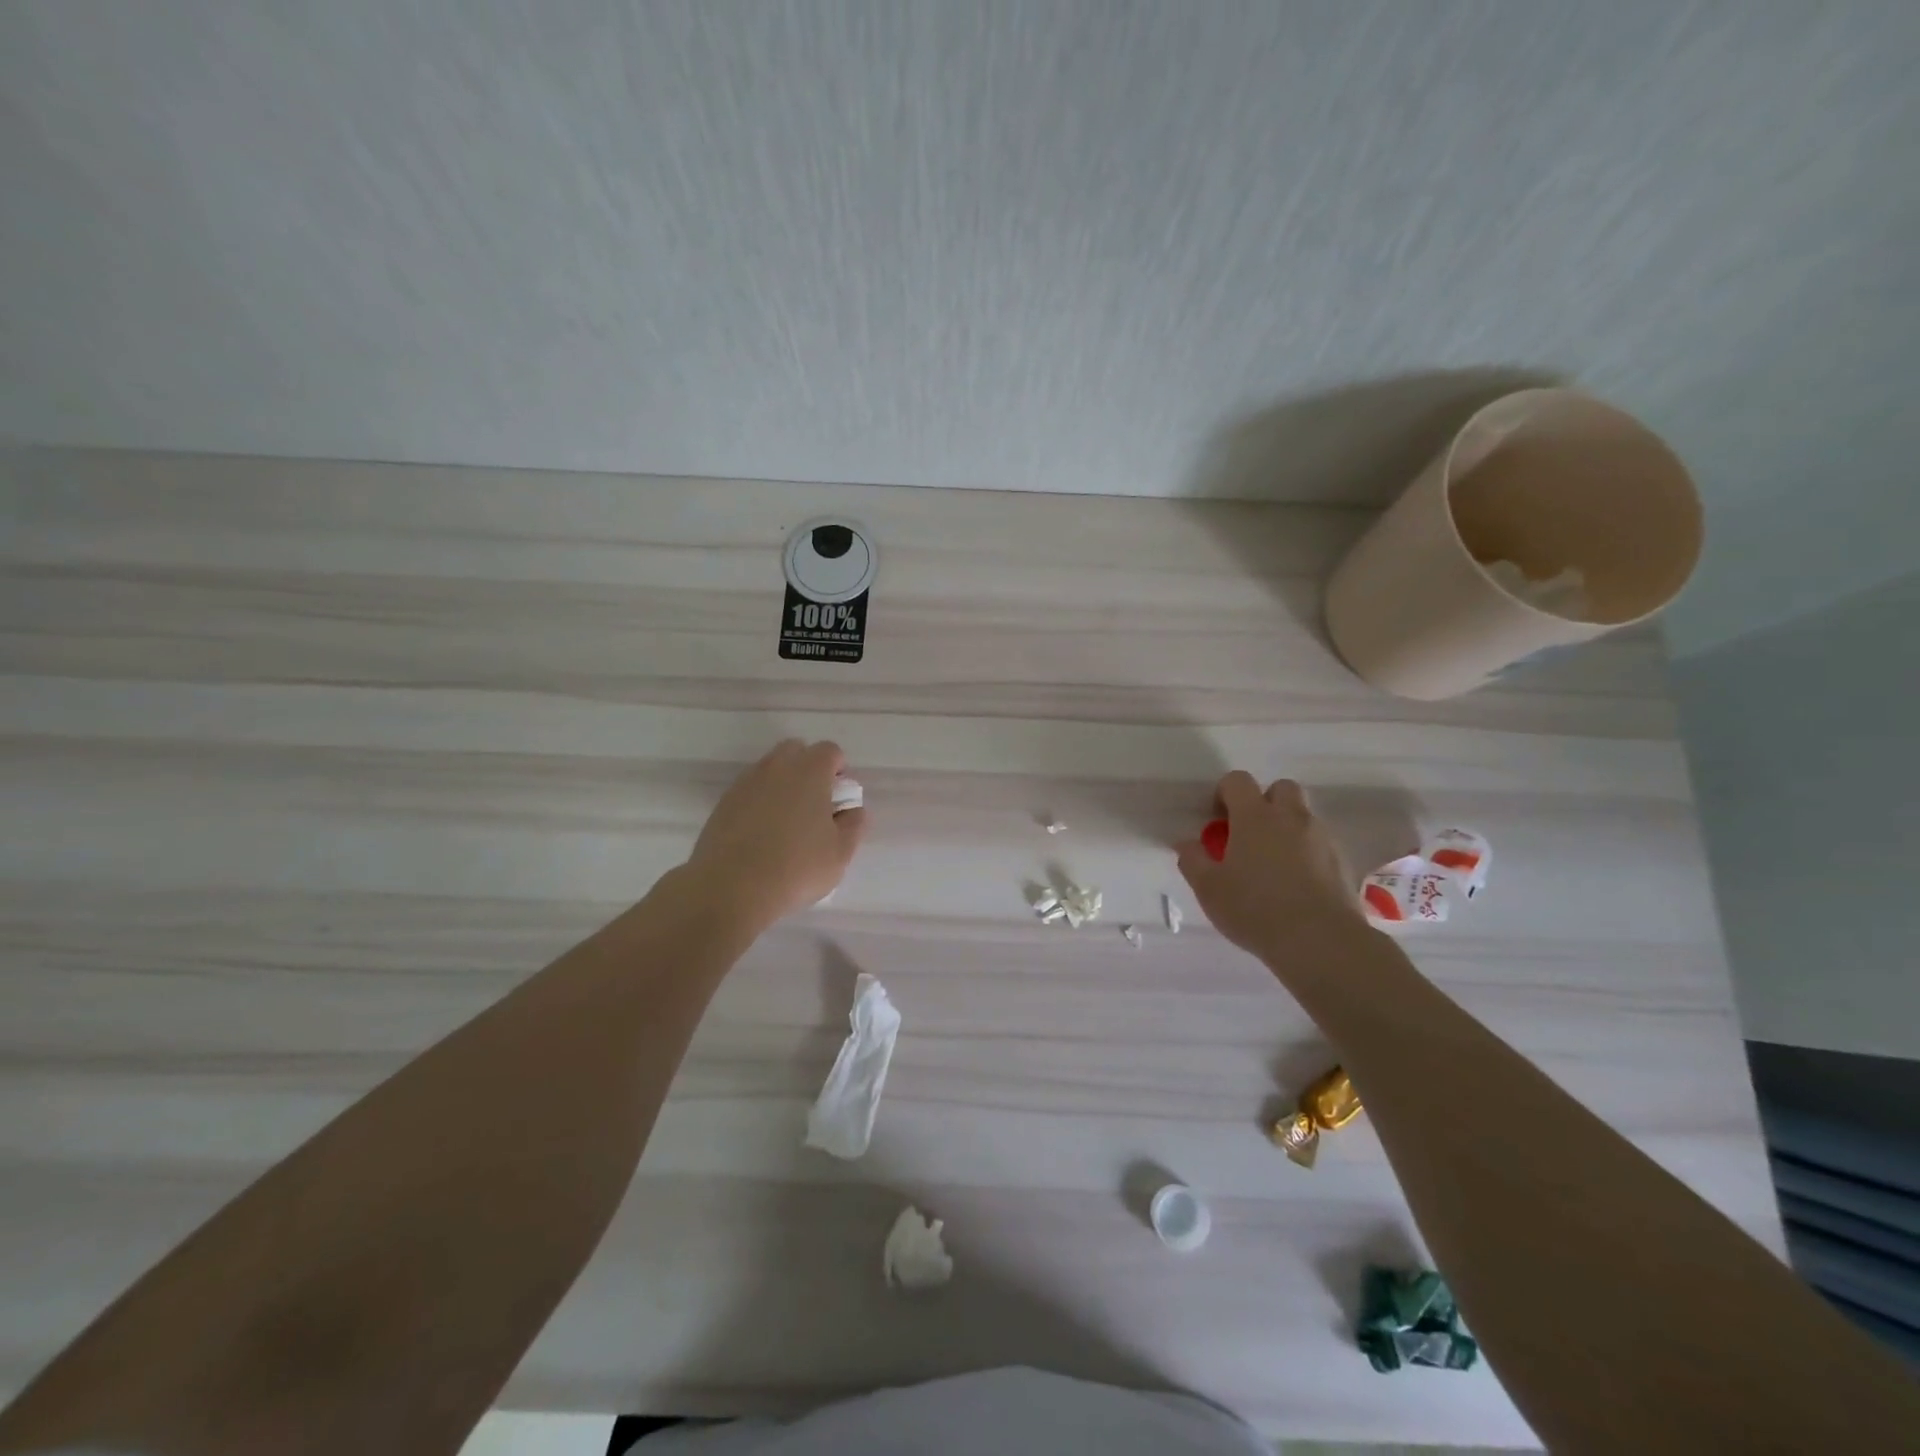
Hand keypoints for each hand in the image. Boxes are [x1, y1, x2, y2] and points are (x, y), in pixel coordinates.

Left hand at [683, 740, 866, 928]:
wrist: (730, 887)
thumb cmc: (796, 867)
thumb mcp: (840, 853)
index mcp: (810, 771)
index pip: (830, 751)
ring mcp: (746, 783)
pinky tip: (761, 834)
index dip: (839, 770)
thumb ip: (854, 825)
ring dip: (782, 785)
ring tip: (786, 823)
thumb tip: (853, 810)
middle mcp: (777, 767)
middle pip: (796, 751)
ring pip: (770, 769)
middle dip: (808, 769)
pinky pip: (749, 791)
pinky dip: (759, 802)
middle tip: (814, 805)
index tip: (839, 798)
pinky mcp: (723, 803)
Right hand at [1176, 772, 1363, 963]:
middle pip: (1281, 788)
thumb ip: (1193, 860)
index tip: (1217, 820)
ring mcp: (1321, 838)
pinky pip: (1320, 844)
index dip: (1224, 793)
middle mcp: (1291, 818)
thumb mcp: (1209, 888)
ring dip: (1287, 828)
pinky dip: (1307, 852)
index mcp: (1255, 816)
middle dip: (1264, 802)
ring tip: (1273, 864)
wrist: (1320, 941)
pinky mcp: (1342, 862)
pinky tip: (1296, 884)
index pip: (1238, 781)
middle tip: (1249, 834)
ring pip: (1303, 816)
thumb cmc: (1255, 909)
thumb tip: (1187, 843)